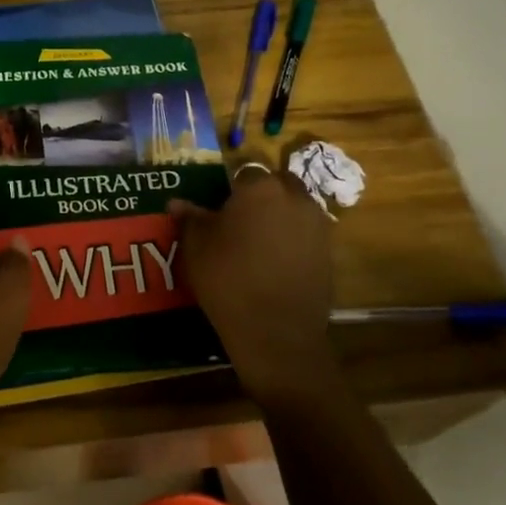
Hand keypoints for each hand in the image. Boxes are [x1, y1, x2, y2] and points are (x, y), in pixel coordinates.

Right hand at [171, 168, 342, 408]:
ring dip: (279, 216)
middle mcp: (295, 198)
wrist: (275, 331)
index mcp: (260, 188)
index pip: (244, 173)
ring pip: (295, 208)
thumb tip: (177, 203)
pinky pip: (306, 234)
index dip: (230, 189)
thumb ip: (190, 219)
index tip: (218, 210)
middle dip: (261, 196)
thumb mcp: (196, 248)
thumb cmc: (228, 279)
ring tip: (257, 244)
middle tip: (238, 222)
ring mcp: (317, 225)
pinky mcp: (328, 252)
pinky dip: (293, 241)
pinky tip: (274, 264)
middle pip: (276, 184)